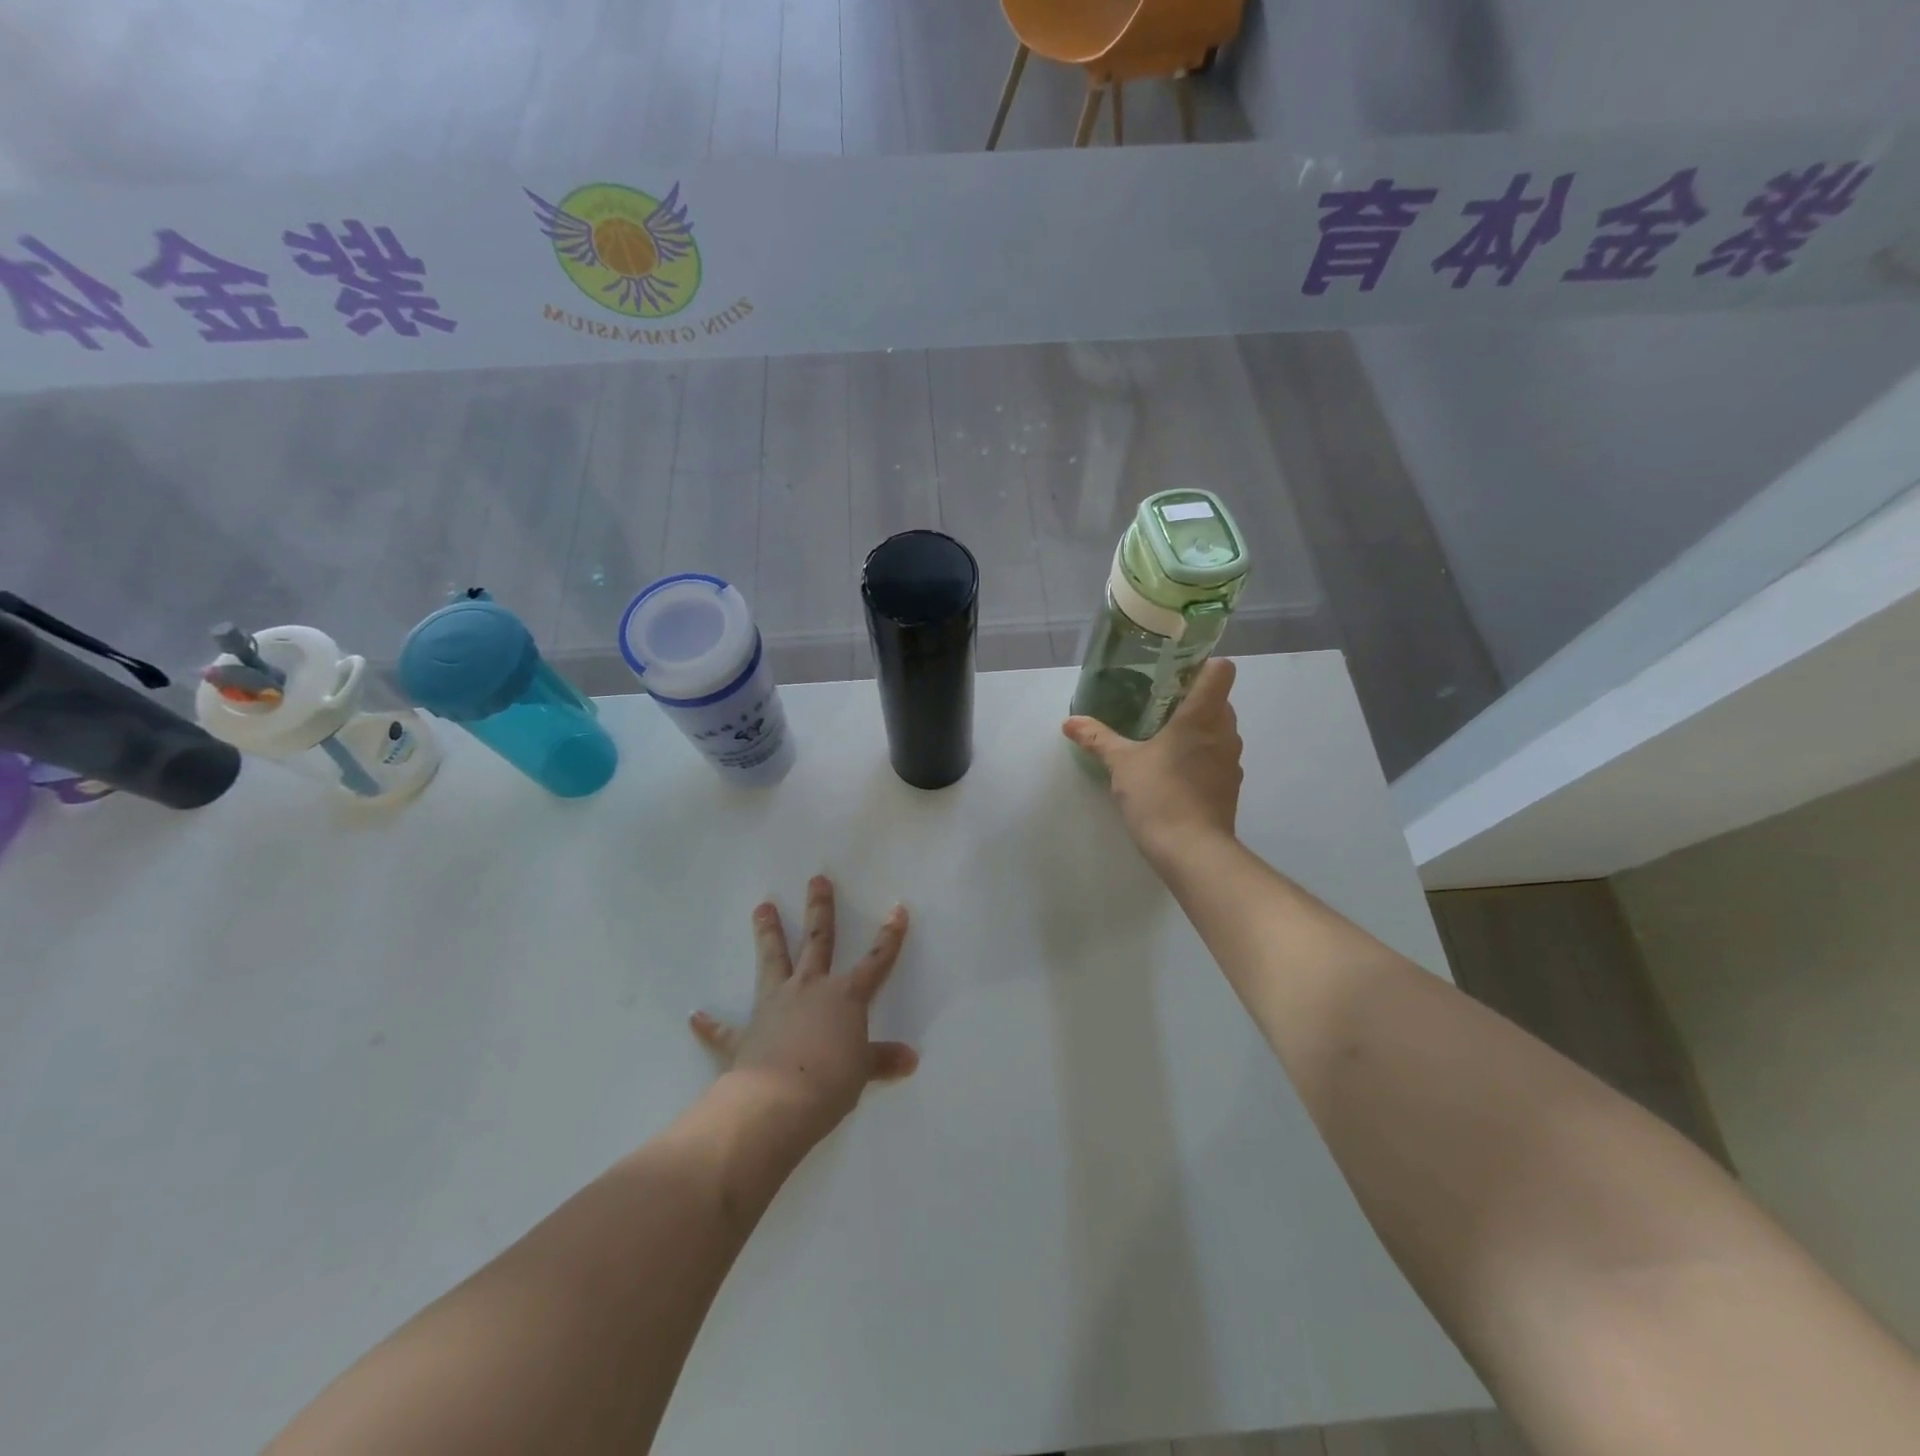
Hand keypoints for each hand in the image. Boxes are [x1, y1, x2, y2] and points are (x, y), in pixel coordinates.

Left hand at [689, 876, 918, 1147]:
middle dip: (820, 909)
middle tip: (816, 879)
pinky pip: (724, 1029)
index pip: (875, 961)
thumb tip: (910, 1059)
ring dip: (768, 934)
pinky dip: (711, 1024)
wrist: (777, 1102)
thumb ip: (882, 1060)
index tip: (897, 908)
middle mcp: (809, 989)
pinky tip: (696, 1016)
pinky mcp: (745, 1034)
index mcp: (845, 996)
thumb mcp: (862, 1071)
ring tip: (762, 906)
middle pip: (817, 941)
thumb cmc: (830, 1082)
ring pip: (773, 960)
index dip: (889, 937)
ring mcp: (774, 1006)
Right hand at [1062, 656, 1242, 863]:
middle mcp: (1225, 732)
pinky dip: (1201, 756)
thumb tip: (1069, 721)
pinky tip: (1174, 771)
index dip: (1202, 666)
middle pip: (1219, 699)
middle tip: (1157, 707)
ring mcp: (1232, 760)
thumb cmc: (1159, 795)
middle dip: (1192, 700)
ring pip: (1219, 730)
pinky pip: (1218, 757)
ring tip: (1163, 739)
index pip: (1221, 670)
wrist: (1192, 851)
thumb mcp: (1121, 764)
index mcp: (1202, 715)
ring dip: (1197, 730)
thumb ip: (1097, 738)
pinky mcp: (1230, 786)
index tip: (1175, 674)